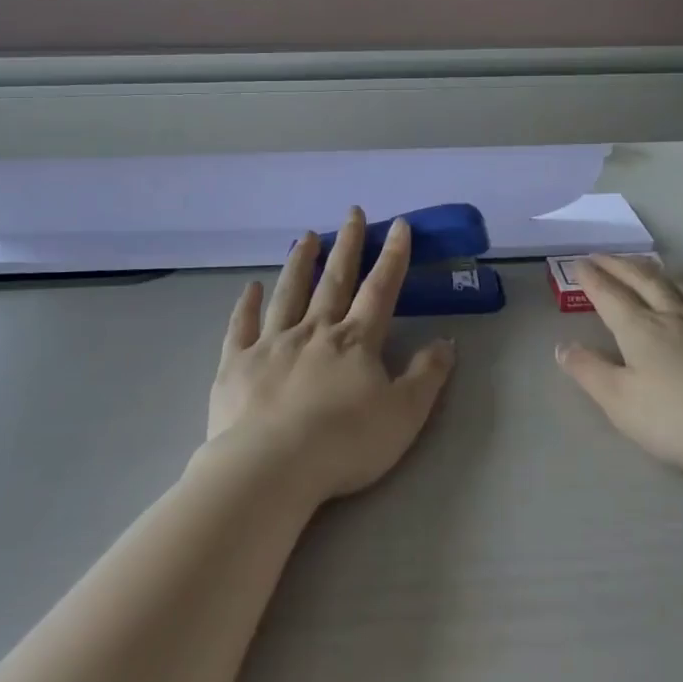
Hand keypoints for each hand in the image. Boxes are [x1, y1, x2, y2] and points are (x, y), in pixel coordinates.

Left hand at [208, 208, 455, 504]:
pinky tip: (250, 287)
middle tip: (351, 213)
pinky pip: (241, 326)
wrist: (271, 468)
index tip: (397, 224)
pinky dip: (246, 305)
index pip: (380, 289)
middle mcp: (314, 331)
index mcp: (355, 341)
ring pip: (288, 293)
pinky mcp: (236, 364)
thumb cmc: (344, 443)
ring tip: (305, 236)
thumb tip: (446, 341)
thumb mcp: (404, 414)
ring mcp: (272, 344)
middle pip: (333, 280)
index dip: (392, 256)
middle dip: (346, 245)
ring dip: (299, 263)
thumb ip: (427, 375)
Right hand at [556, 256, 682, 479]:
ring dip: (663, 274)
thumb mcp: (620, 402)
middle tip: (604, 255)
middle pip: (644, 282)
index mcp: (640, 330)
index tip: (578, 263)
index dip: (592, 279)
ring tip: (649, 264)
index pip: (609, 296)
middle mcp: (675, 317)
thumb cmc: (679, 419)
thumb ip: (589, 371)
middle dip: (620, 266)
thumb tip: (562, 345)